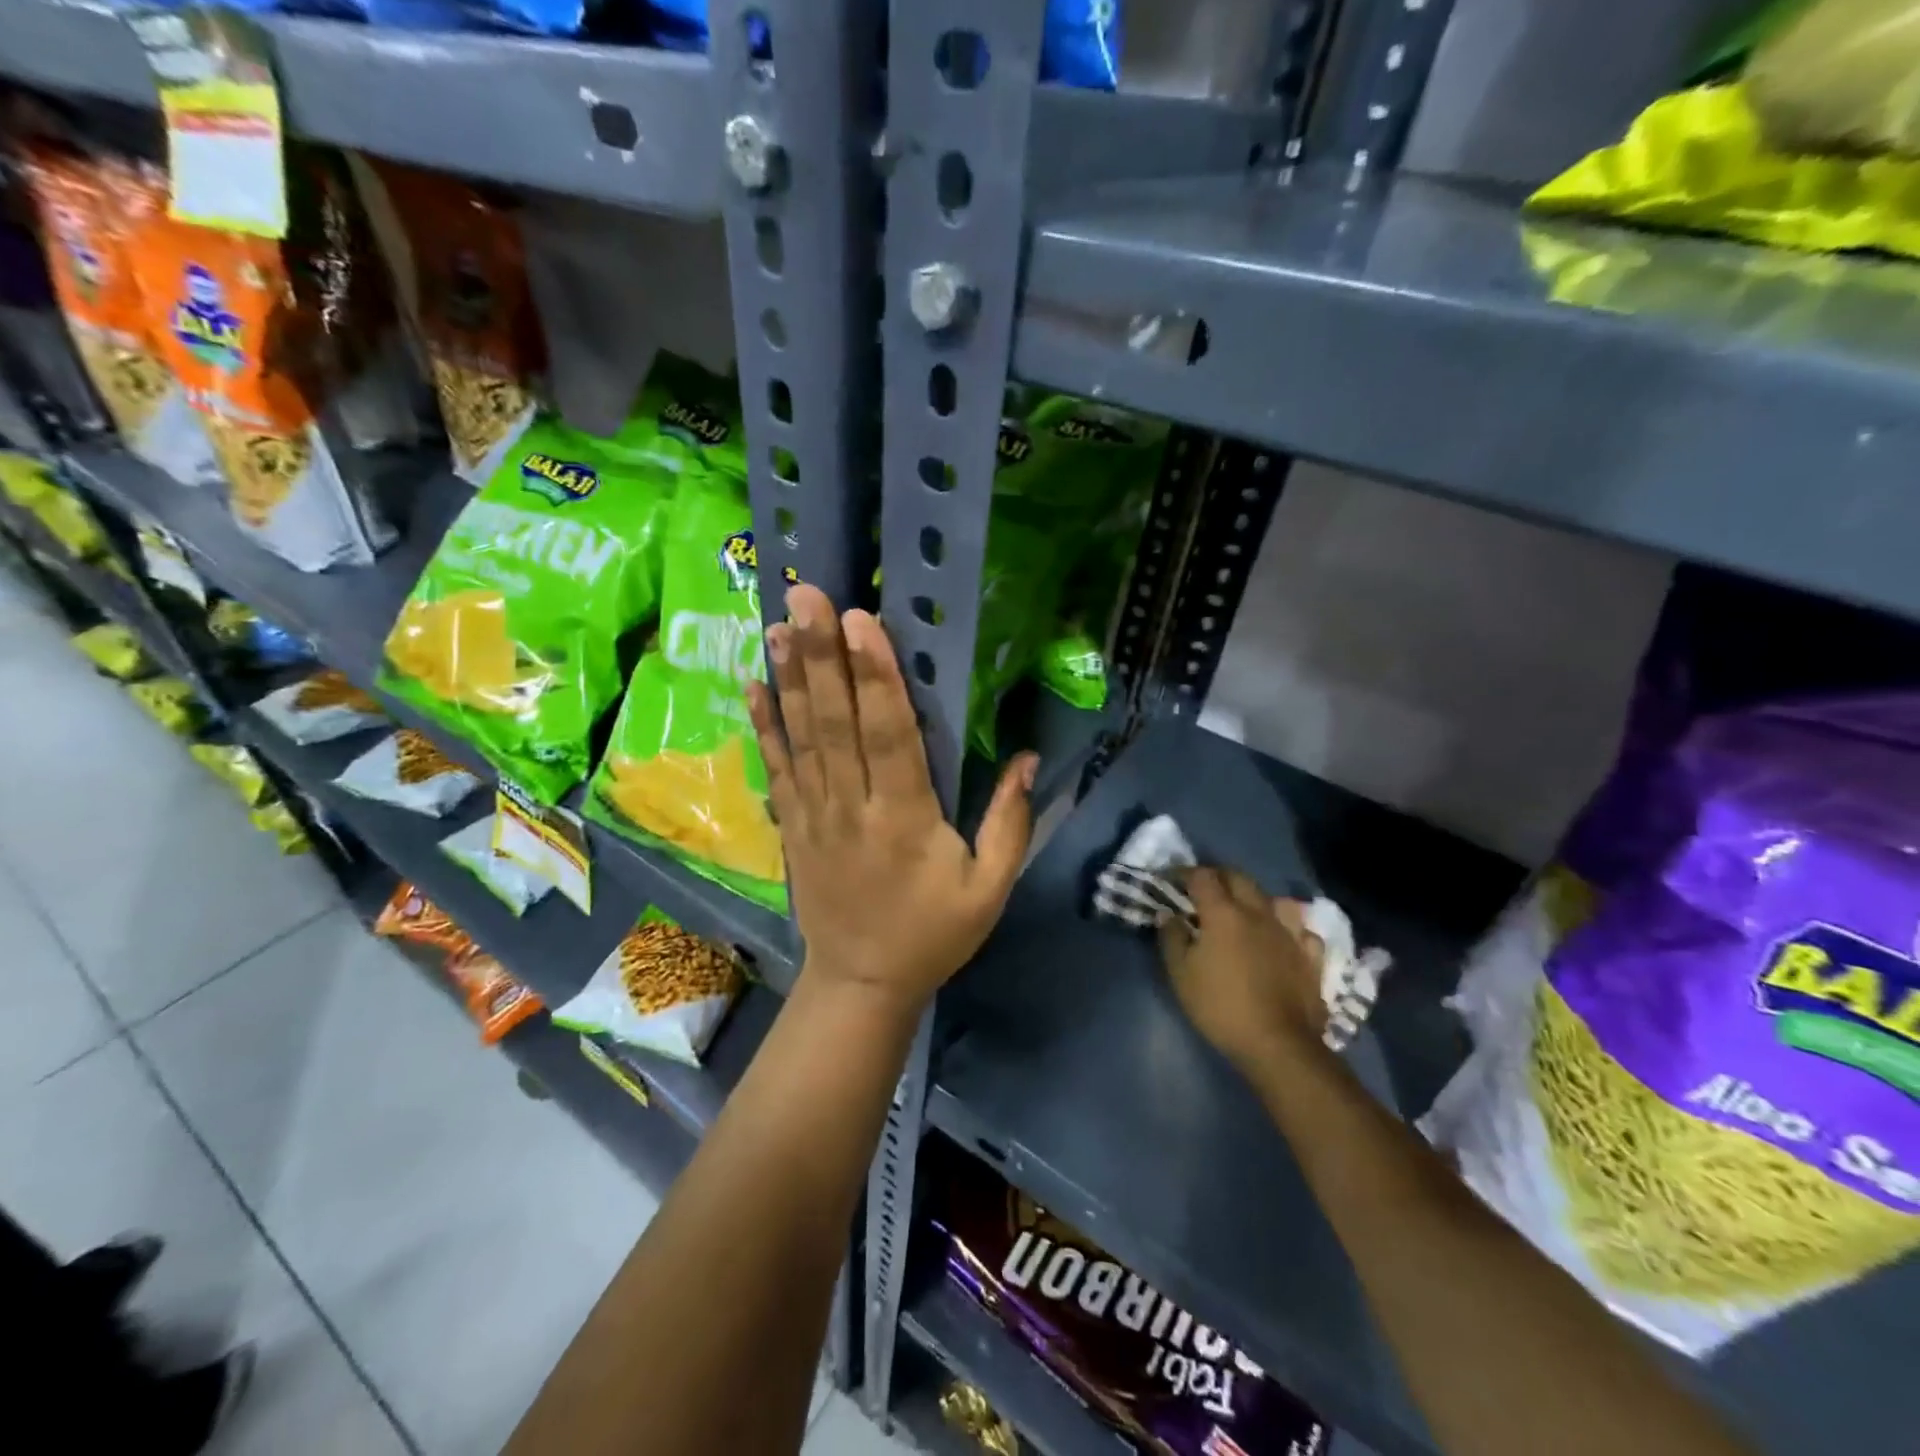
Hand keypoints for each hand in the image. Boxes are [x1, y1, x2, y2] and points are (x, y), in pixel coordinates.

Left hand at [748, 584, 1036, 1014]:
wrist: (860, 984)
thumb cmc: (933, 934)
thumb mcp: (989, 889)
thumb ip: (1008, 823)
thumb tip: (1025, 758)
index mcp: (905, 819)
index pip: (889, 735)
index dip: (874, 676)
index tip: (859, 621)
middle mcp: (852, 807)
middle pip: (835, 723)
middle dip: (821, 655)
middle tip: (805, 596)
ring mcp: (814, 815)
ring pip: (801, 737)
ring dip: (790, 677)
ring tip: (777, 623)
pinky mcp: (792, 826)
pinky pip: (777, 768)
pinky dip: (764, 726)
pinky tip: (752, 685)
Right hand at [1160, 868, 1327, 1076]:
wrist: (1278, 1044)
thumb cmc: (1220, 1007)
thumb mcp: (1181, 974)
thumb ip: (1172, 938)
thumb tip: (1168, 914)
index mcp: (1223, 913)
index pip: (1202, 876)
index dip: (1184, 873)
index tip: (1171, 880)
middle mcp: (1258, 913)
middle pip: (1238, 877)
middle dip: (1218, 876)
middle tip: (1203, 890)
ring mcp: (1289, 933)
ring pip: (1274, 899)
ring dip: (1255, 898)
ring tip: (1245, 911)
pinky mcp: (1310, 956)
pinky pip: (1301, 929)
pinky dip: (1288, 928)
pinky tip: (1282, 938)